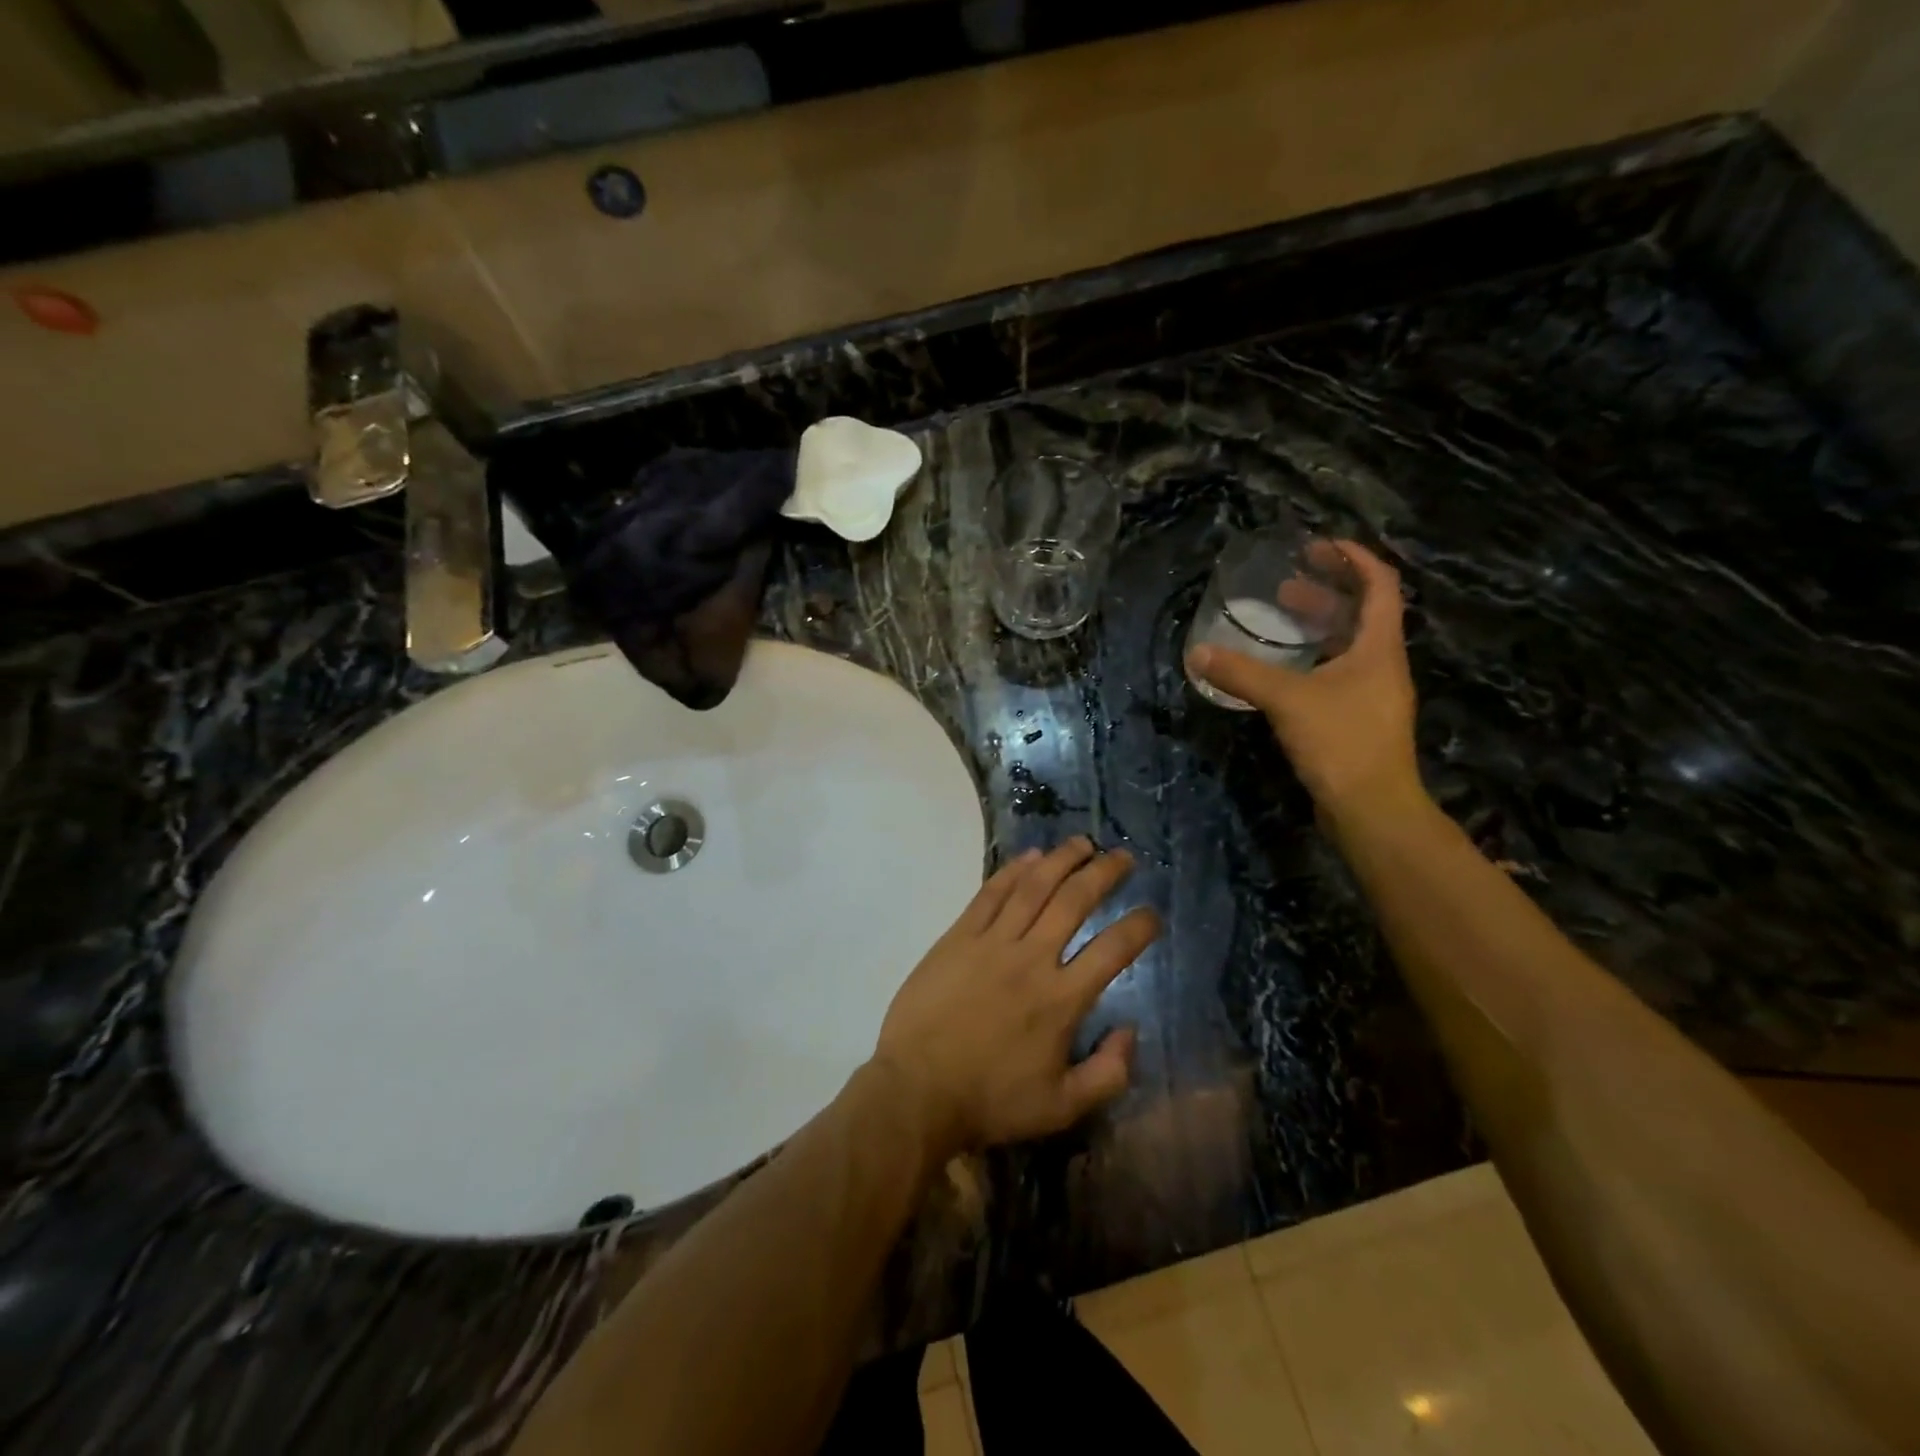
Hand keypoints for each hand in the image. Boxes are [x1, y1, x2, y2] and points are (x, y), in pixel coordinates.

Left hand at [872, 838, 1159, 1160]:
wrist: (917, 1090)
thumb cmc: (990, 1101)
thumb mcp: (1062, 1108)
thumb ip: (1108, 1074)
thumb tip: (1130, 1032)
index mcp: (1062, 1000)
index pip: (1113, 950)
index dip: (1140, 927)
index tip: (1152, 914)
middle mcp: (1032, 959)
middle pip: (1075, 901)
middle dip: (1104, 873)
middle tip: (1123, 856)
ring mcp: (992, 942)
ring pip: (1034, 887)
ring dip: (1062, 860)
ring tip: (1082, 844)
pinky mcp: (958, 936)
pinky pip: (990, 894)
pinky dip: (1013, 871)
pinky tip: (1031, 857)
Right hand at [1187, 540, 1425, 825]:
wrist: (1371, 808)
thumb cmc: (1340, 742)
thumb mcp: (1286, 700)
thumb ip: (1241, 674)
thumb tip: (1197, 653)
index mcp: (1379, 647)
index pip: (1379, 584)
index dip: (1354, 558)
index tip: (1319, 545)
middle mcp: (1382, 664)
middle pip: (1361, 613)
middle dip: (1325, 592)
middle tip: (1285, 585)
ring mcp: (1372, 694)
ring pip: (1348, 646)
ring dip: (1317, 627)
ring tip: (1279, 619)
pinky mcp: (1358, 720)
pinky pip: (1337, 674)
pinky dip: (1311, 660)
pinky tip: (1281, 671)